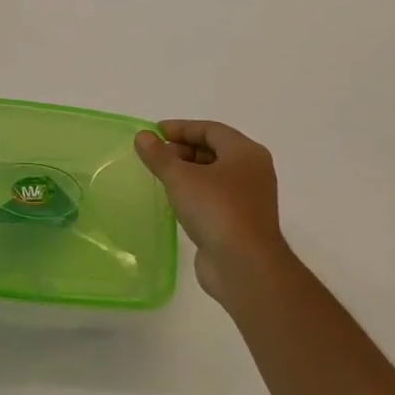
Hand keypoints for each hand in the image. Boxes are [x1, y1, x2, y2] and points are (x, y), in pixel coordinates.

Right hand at [135, 120, 294, 312]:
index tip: (154, 133)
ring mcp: (249, 198)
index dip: (181, 128)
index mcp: (245, 153)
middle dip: (183, 149)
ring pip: (214, 175)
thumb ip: (159, 155)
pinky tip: (175, 201)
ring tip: (160, 177)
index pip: (210, 129)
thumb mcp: (181, 177)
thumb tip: (143, 136)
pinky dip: (194, 193)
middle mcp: (252, 171)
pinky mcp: (241, 221)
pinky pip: (215, 197)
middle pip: (214, 150)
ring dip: (188, 172)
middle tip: (155, 156)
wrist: (244, 265)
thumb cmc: (216, 210)